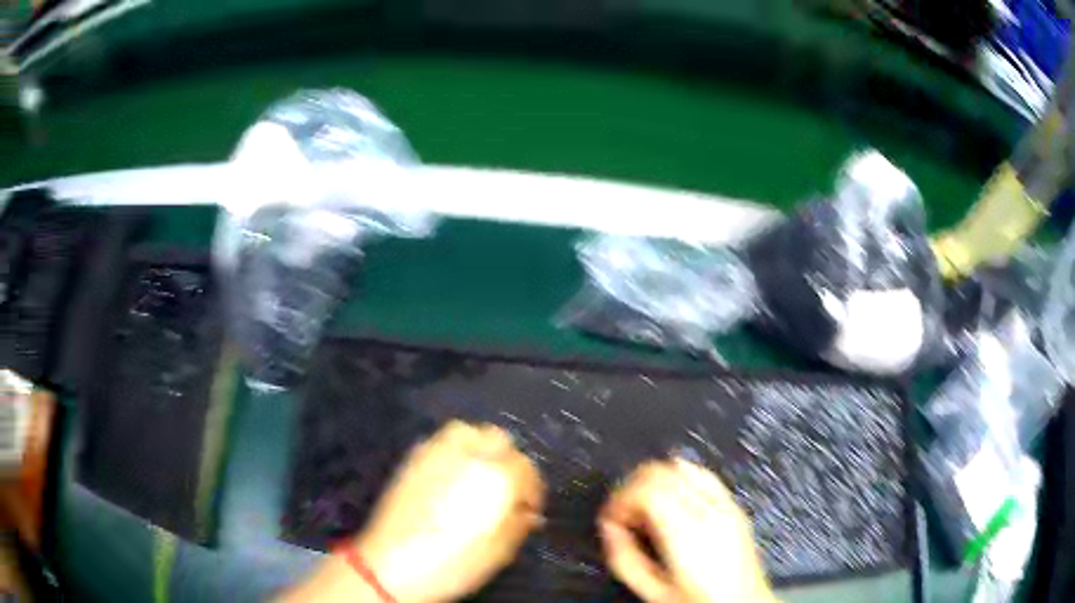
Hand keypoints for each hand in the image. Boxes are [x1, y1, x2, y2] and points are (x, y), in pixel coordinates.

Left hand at [353, 421, 543, 602]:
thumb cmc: (454, 563)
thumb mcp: (500, 551)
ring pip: (467, 431)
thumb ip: (519, 524)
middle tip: (505, 488)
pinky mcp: (412, 458)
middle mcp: (468, 454)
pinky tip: (450, 477)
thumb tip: (526, 511)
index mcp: (496, 477)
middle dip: (508, 460)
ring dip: (479, 447)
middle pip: (499, 438)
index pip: (526, 467)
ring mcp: (436, 452)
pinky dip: (452, 451)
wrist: (392, 565)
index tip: (527, 509)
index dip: (532, 489)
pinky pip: (440, 441)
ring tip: (478, 475)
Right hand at [600, 459, 775, 602]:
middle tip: (625, 514)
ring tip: (647, 509)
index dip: (620, 497)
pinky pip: (704, 476)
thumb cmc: (703, 601)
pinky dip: (681, 479)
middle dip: (634, 487)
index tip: (612, 516)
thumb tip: (610, 529)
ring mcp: (726, 506)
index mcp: (687, 532)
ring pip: (683, 466)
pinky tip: (673, 503)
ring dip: (656, 481)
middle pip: (662, 471)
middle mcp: (710, 512)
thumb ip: (624, 558)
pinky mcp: (734, 507)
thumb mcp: (653, 590)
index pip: (646, 487)